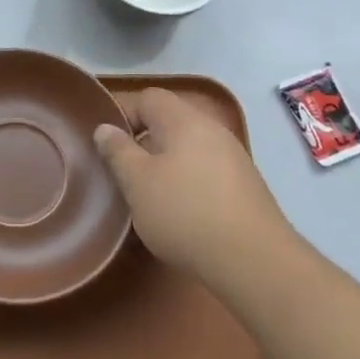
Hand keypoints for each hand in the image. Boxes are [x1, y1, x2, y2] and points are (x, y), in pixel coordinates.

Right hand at [94, 88, 290, 291]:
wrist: (254, 260)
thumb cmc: (185, 212)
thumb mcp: (137, 183)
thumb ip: (118, 151)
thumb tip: (105, 128)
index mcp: (184, 120)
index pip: (149, 98)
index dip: (125, 116)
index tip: (111, 148)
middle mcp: (212, 129)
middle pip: (170, 122)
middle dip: (145, 144)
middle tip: (128, 176)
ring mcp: (234, 157)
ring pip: (189, 149)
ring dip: (167, 167)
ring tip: (152, 199)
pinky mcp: (246, 186)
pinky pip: (207, 171)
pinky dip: (190, 184)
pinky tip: (183, 215)